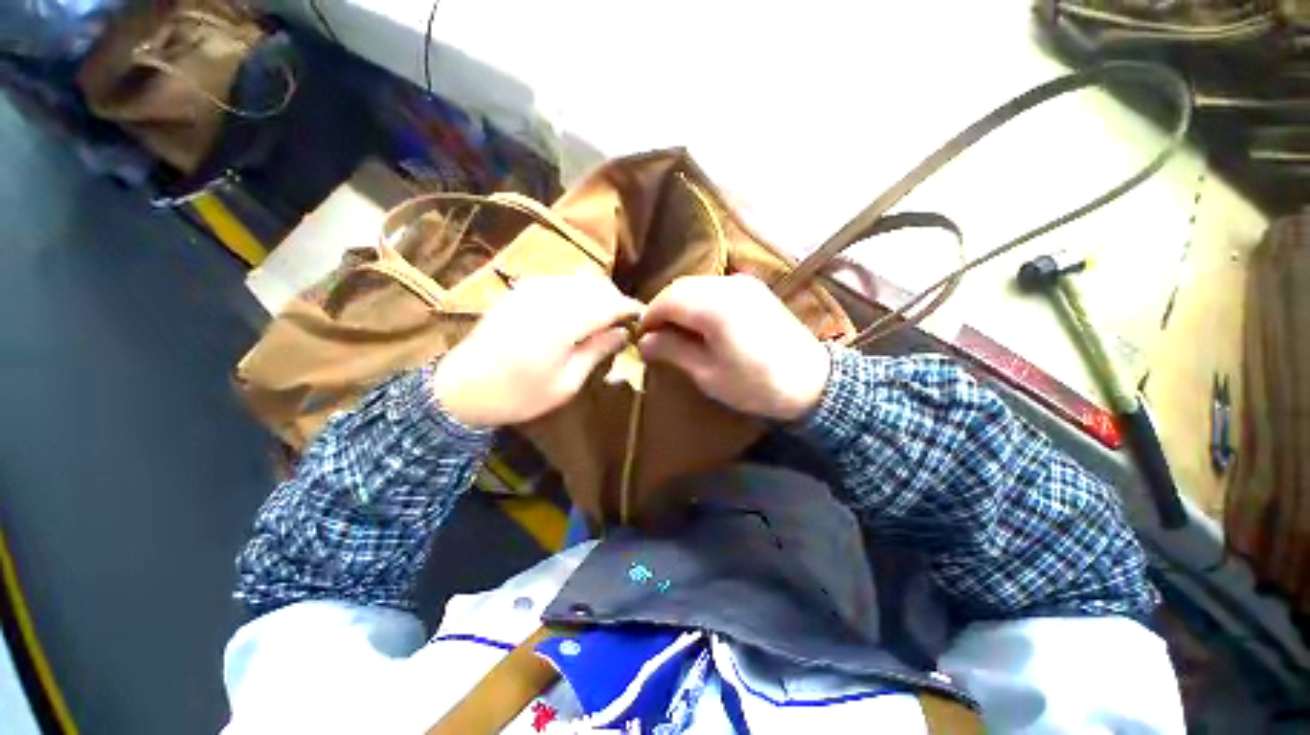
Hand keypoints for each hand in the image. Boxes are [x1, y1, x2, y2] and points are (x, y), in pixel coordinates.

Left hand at [432, 276, 642, 427]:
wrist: (462, 388)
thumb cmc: (519, 394)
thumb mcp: (566, 383)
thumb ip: (597, 351)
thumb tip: (622, 333)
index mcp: (563, 321)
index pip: (610, 303)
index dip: (630, 309)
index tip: (643, 319)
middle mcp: (549, 295)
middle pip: (596, 284)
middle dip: (616, 300)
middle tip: (623, 323)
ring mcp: (532, 288)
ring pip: (579, 279)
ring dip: (597, 294)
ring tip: (603, 319)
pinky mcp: (520, 290)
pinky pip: (560, 280)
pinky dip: (577, 291)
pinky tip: (577, 312)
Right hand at [638, 275, 830, 420]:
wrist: (812, 382)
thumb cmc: (756, 385)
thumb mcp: (708, 374)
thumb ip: (673, 351)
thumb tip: (644, 342)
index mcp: (714, 307)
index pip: (667, 300)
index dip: (649, 317)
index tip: (642, 338)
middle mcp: (727, 285)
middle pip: (680, 287)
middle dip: (662, 309)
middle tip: (656, 336)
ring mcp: (743, 283)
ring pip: (697, 285)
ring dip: (680, 303)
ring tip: (677, 331)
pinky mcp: (754, 288)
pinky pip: (715, 287)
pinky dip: (699, 301)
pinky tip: (700, 322)